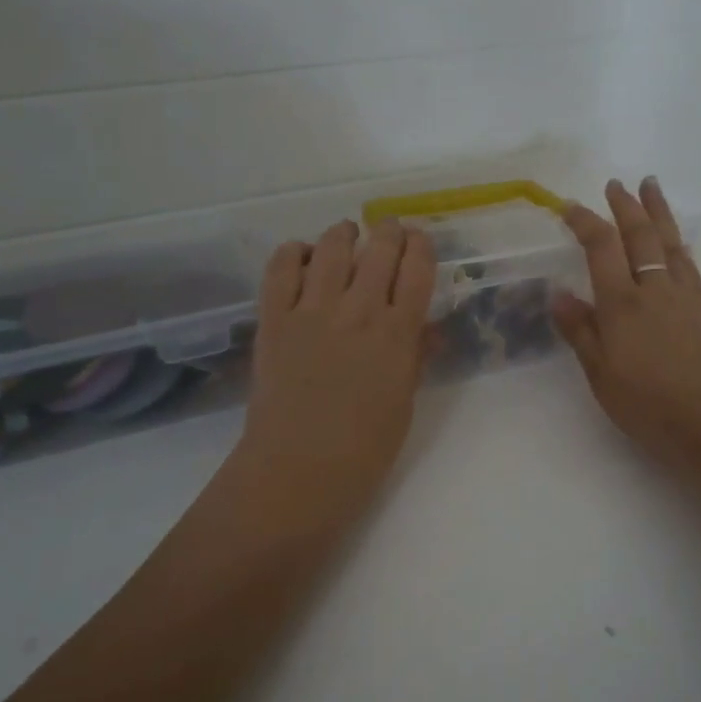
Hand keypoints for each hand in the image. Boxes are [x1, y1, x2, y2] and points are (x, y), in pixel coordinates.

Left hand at [226, 218, 436, 542]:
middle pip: (379, 248)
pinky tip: (302, 254)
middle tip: (388, 232)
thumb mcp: (404, 401)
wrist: (298, 469)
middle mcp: (358, 310)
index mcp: (397, 333)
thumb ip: (415, 356)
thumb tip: (426, 326)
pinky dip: (293, 251)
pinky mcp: (274, 318)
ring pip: (331, 248)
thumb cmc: (364, 448)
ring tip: (347, 235)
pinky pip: (281, 268)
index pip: (417, 269)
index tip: (419, 240)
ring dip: (343, 234)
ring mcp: (312, 310)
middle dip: (388, 231)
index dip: (421, 246)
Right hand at [553, 178, 700, 474]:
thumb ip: (581, 333)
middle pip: (640, 235)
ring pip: (671, 242)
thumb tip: (560, 294)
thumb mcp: (602, 376)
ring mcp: (687, 296)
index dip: (585, 222)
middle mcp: (655, 289)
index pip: (601, 248)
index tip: (569, 207)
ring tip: (651, 187)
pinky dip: (678, 243)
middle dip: (625, 206)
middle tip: (616, 184)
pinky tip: (677, 243)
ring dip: (658, 212)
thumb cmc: (652, 405)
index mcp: (622, 304)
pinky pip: (690, 263)